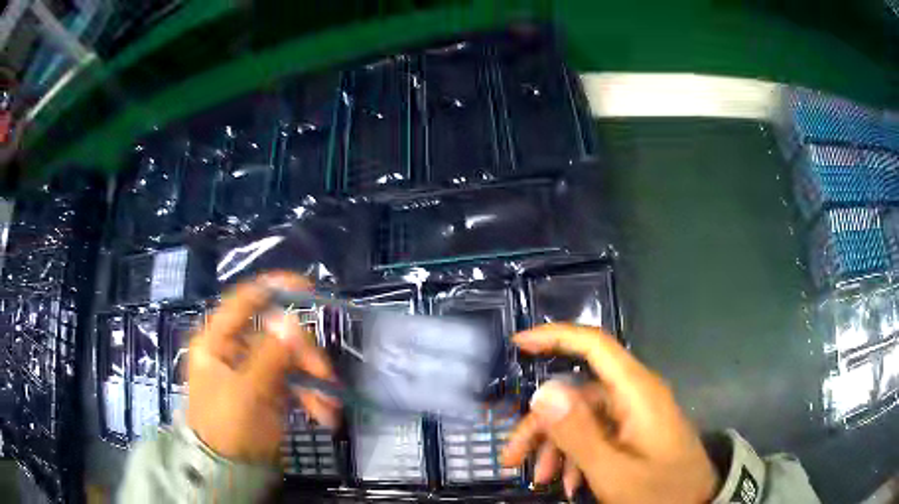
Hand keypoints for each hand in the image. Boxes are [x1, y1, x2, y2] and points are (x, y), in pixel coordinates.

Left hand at [186, 272, 339, 462]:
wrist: (227, 469)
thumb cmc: (227, 426)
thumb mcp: (247, 391)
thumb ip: (270, 355)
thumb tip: (293, 321)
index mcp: (217, 341)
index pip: (244, 301)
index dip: (274, 288)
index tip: (308, 287)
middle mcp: (235, 349)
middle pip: (276, 335)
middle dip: (304, 356)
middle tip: (325, 376)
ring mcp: (252, 369)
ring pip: (290, 360)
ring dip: (313, 381)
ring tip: (330, 409)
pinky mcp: (267, 389)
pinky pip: (294, 382)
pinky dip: (311, 396)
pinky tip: (324, 415)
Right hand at [501, 324, 717, 502]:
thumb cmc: (660, 490)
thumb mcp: (615, 471)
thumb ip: (579, 434)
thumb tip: (542, 392)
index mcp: (636, 392)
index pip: (595, 345)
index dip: (556, 337)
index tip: (518, 344)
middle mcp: (634, 395)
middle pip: (577, 394)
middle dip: (541, 425)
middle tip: (512, 457)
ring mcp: (634, 415)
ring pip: (582, 418)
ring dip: (556, 447)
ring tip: (541, 479)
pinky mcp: (633, 432)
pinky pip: (597, 435)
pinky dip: (577, 456)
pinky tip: (569, 483)